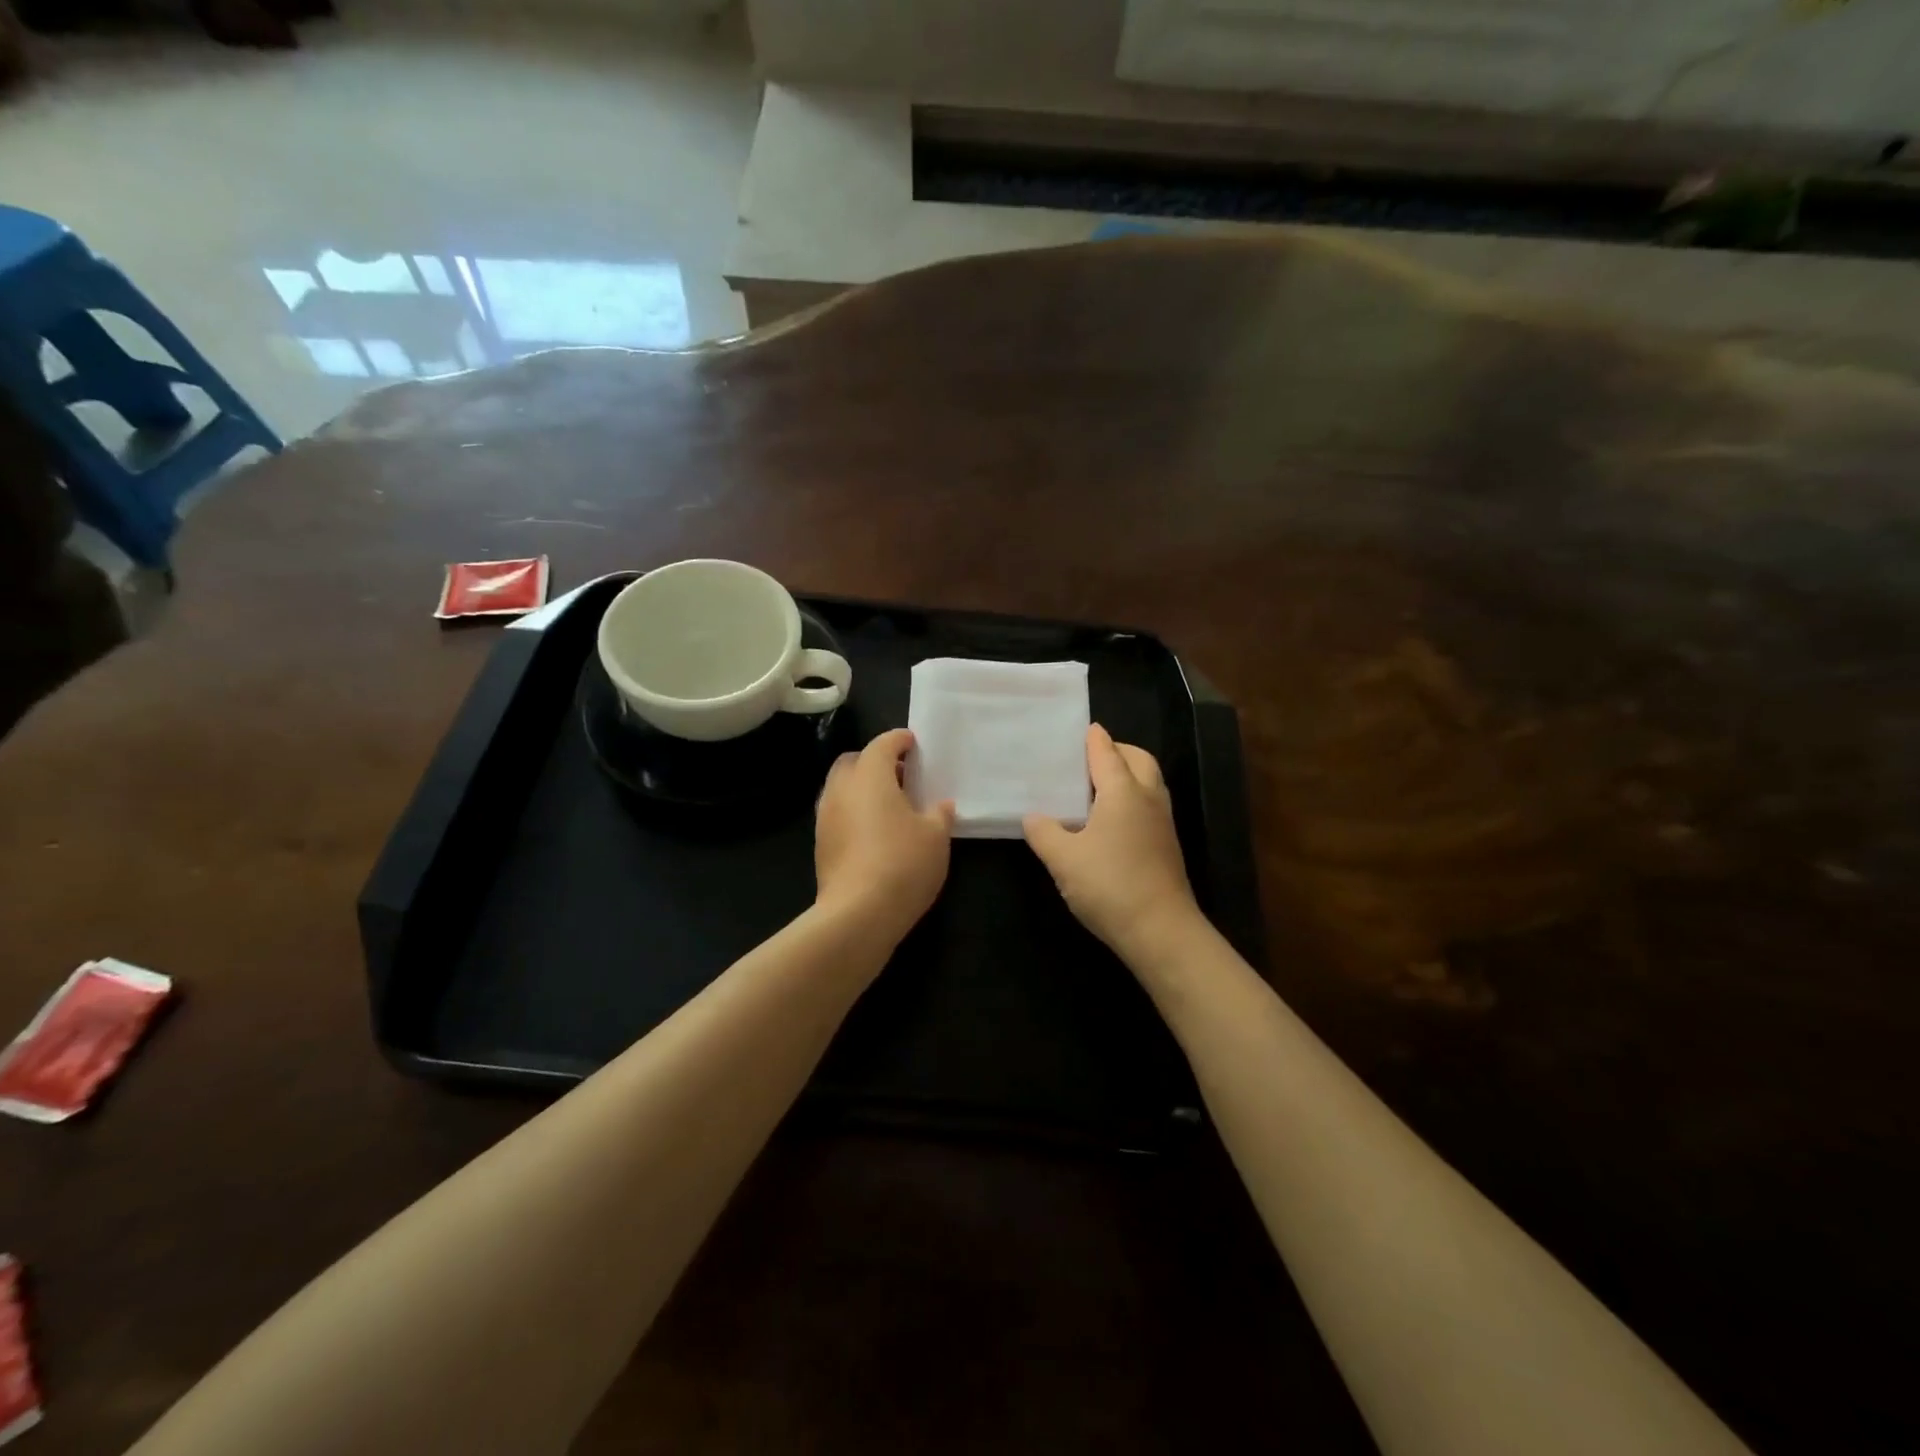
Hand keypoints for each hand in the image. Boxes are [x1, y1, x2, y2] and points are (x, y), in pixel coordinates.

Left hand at [815, 728, 954, 945]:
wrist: (857, 914)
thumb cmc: (903, 863)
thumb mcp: (936, 836)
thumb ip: (939, 814)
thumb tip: (941, 806)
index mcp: (870, 776)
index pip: (882, 744)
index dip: (899, 740)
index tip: (913, 742)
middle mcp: (841, 789)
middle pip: (854, 762)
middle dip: (875, 761)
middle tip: (901, 775)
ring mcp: (825, 817)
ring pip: (842, 788)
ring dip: (862, 788)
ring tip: (890, 805)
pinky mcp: (820, 844)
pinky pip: (838, 814)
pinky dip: (854, 812)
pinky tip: (875, 832)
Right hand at [1024, 724, 1201, 956]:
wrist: (1161, 931)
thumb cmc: (1109, 885)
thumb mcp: (1063, 859)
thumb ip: (1044, 833)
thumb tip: (1033, 817)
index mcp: (1123, 792)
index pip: (1107, 753)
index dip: (1094, 739)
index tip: (1084, 728)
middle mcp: (1148, 799)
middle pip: (1138, 760)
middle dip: (1117, 751)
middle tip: (1090, 758)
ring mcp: (1162, 823)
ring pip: (1149, 783)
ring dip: (1128, 775)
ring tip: (1096, 787)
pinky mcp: (1166, 846)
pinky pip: (1150, 806)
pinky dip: (1132, 799)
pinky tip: (1110, 821)